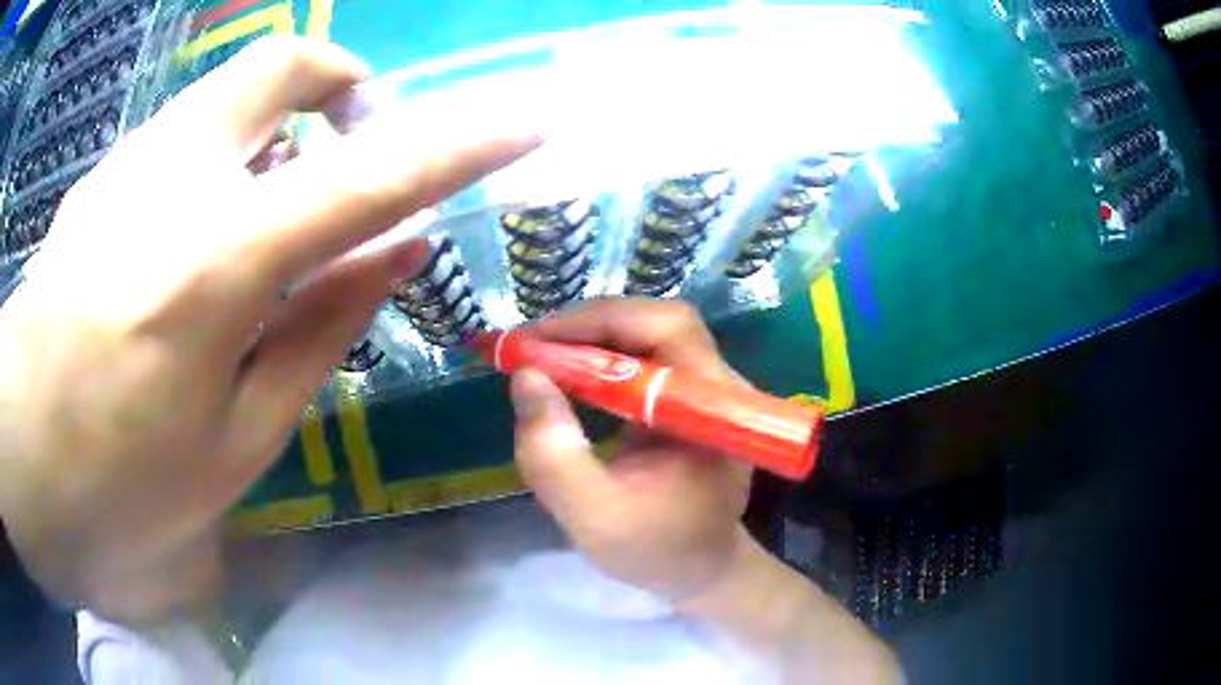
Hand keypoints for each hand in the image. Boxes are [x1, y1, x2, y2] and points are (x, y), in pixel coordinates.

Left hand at [0, 37, 539, 620]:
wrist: (25, 454)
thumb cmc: (123, 481)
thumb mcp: (238, 440)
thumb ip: (320, 331)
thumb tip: (396, 251)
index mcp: (218, 265)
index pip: (372, 177)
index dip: (460, 145)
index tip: (524, 121)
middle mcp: (175, 179)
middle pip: (286, 63)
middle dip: (341, 84)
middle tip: (346, 145)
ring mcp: (127, 166)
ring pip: (228, 96)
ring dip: (269, 135)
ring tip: (254, 227)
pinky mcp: (99, 177)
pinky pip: (180, 139)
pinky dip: (213, 166)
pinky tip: (184, 247)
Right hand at [511, 300, 900, 682]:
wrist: (701, 568)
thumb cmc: (655, 549)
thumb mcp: (593, 517)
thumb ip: (554, 455)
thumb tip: (525, 376)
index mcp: (713, 409)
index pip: (665, 329)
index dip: (596, 324)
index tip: (531, 343)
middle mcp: (720, 384)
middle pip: (657, 321)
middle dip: (588, 326)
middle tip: (530, 347)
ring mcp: (708, 386)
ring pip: (648, 332)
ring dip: (590, 337)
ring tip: (540, 356)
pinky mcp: (690, 395)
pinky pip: (645, 354)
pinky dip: (600, 355)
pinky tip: (568, 372)